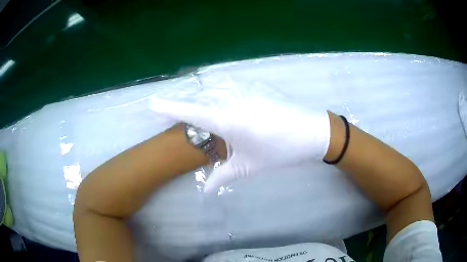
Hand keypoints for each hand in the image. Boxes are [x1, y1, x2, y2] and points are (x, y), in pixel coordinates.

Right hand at [150, 76, 329, 191]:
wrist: (312, 132)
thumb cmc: (280, 151)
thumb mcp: (249, 167)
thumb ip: (222, 176)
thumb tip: (205, 190)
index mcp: (228, 120)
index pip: (191, 111)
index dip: (169, 107)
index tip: (152, 103)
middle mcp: (233, 98)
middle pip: (199, 97)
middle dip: (187, 105)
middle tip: (180, 117)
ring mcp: (245, 88)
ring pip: (213, 87)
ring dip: (203, 97)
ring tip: (202, 111)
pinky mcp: (256, 84)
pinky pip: (229, 84)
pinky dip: (219, 90)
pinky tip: (224, 100)